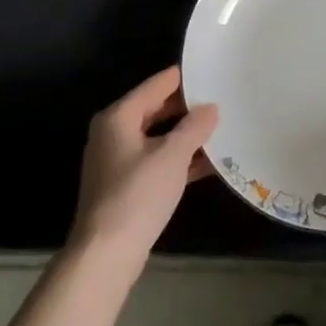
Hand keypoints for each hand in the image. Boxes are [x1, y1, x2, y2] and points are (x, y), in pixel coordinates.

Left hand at [70, 66, 218, 262]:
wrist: (106, 254)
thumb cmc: (137, 195)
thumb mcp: (173, 156)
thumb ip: (194, 127)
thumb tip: (211, 108)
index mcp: (118, 117)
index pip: (155, 85)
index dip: (182, 79)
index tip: (210, 70)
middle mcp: (113, 133)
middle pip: (154, 110)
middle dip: (186, 107)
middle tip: (220, 99)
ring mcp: (117, 161)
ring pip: (157, 137)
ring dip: (184, 135)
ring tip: (219, 128)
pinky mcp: (124, 186)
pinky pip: (156, 161)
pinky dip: (178, 160)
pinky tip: (207, 163)